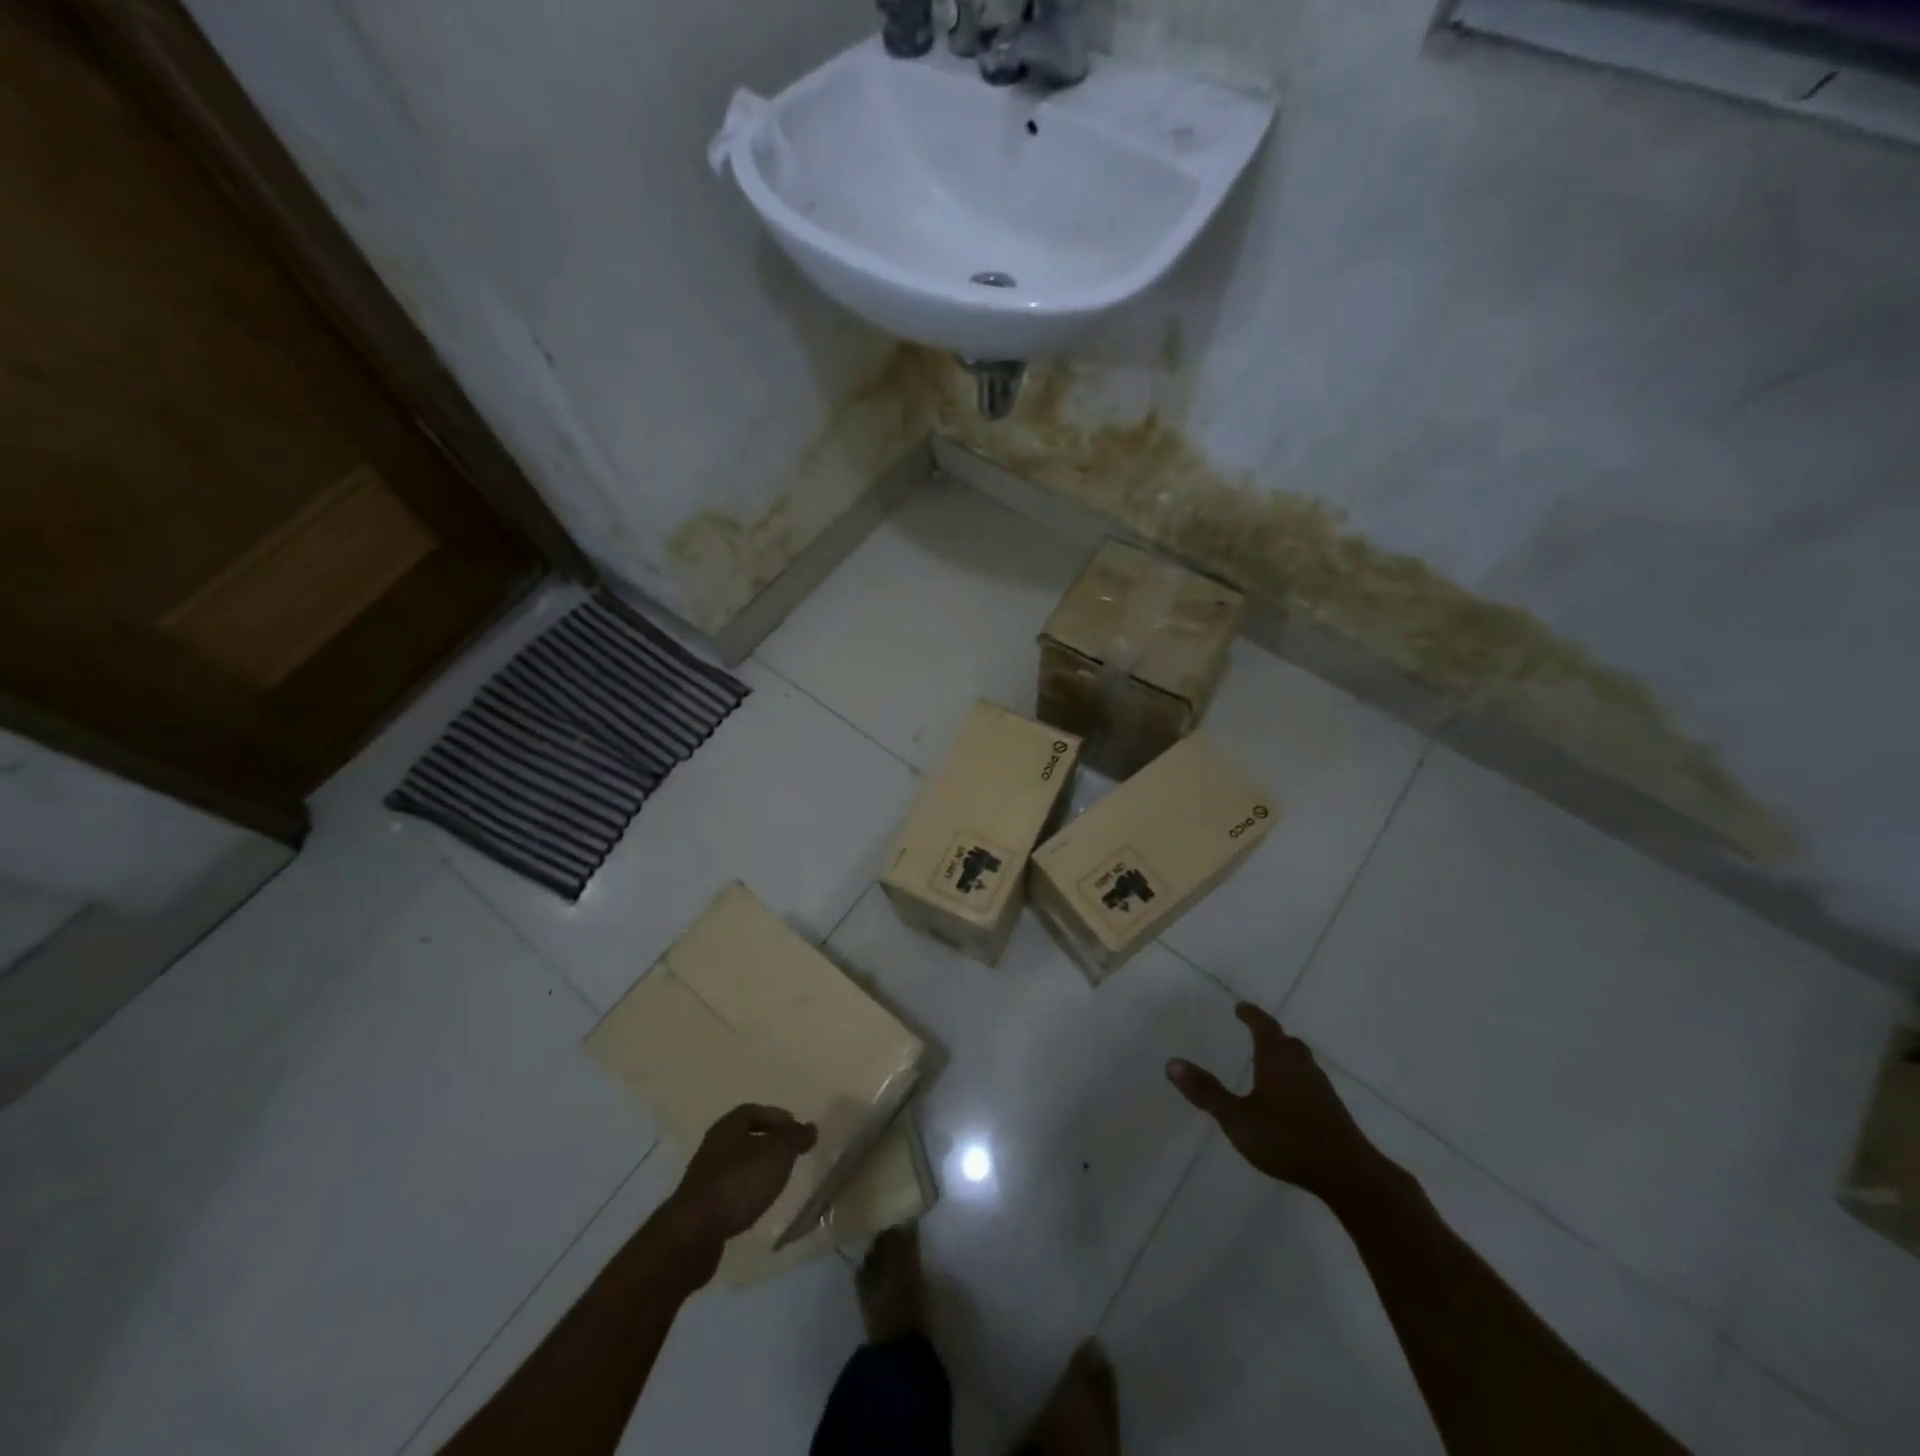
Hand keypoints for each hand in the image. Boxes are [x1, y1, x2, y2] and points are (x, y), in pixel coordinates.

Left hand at [663, 1104, 817, 1256]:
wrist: (693, 1234)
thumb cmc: (738, 1182)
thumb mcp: (776, 1153)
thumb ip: (795, 1138)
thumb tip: (810, 1127)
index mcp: (729, 1125)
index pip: (756, 1111)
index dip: (778, 1117)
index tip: (797, 1132)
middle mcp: (714, 1145)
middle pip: (745, 1136)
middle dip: (769, 1143)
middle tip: (791, 1154)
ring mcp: (705, 1176)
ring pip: (738, 1163)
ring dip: (757, 1168)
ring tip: (778, 1179)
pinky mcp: (702, 1205)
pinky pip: (730, 1188)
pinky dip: (746, 1190)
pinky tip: (757, 1203)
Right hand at [1167, 1003, 1383, 1204]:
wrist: (1348, 1174)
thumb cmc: (1287, 1140)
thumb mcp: (1237, 1119)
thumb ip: (1207, 1093)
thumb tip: (1172, 1063)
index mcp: (1277, 1059)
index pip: (1264, 1026)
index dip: (1251, 1015)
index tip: (1240, 1008)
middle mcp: (1301, 1066)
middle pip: (1286, 1041)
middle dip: (1270, 1034)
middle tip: (1255, 1031)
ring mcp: (1320, 1088)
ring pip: (1301, 1061)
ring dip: (1285, 1055)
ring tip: (1269, 1061)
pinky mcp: (1332, 1110)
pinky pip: (1309, 1080)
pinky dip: (1295, 1077)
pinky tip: (1289, 1096)